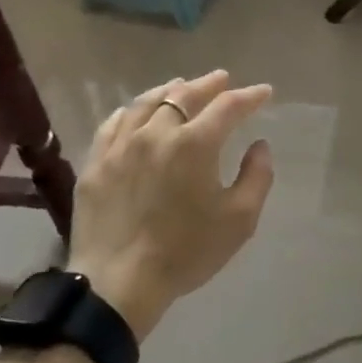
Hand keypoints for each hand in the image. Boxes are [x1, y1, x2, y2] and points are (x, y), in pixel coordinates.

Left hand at [67, 71, 274, 340]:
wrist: (118, 283)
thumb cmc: (186, 252)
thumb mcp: (239, 220)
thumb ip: (257, 176)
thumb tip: (259, 145)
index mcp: (195, 143)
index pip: (228, 106)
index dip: (249, 96)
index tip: (264, 93)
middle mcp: (157, 132)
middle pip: (185, 94)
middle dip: (209, 84)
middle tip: (223, 79)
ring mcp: (122, 144)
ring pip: (147, 102)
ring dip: (170, 90)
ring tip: (181, 86)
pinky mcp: (97, 161)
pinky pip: (115, 122)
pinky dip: (133, 110)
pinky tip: (137, 111)